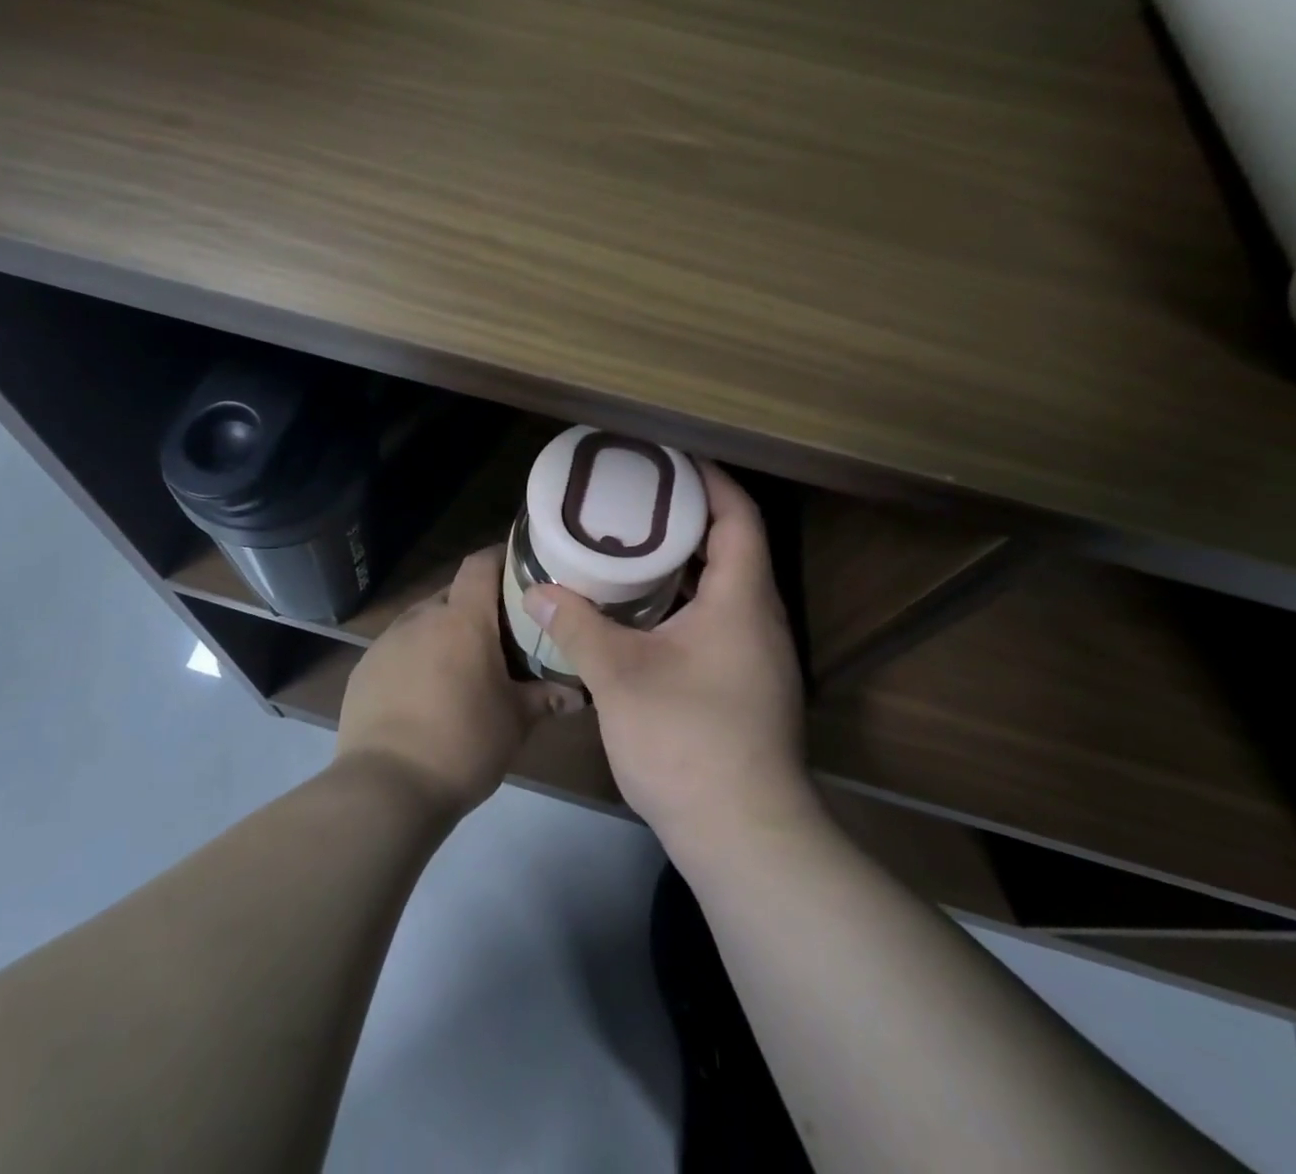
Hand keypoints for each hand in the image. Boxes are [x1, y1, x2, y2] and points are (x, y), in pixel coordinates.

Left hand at [337, 546, 552, 818]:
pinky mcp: (364, 669)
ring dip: (444, 634)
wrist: (386, 787)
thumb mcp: (515, 722)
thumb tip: (577, 693)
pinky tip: (425, 694)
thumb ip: (546, 698)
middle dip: (476, 607)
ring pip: (424, 622)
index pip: (481, 563)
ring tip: (462, 668)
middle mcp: (421, 617)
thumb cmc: (463, 743)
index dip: (502, 559)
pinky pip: (398, 649)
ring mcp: (387, 642)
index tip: (522, 572)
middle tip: (500, 636)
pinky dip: (416, 658)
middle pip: (453, 594)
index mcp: (462, 618)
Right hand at [522, 461, 814, 856]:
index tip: (671, 461)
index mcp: (742, 601)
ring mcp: (757, 656)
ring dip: (686, 563)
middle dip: (688, 518)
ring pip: (725, 588)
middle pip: (733, 547)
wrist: (743, 834)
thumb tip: (536, 590)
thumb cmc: (687, 740)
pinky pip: (719, 619)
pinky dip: (686, 601)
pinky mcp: (746, 684)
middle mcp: (759, 619)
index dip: (710, 481)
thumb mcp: (620, 676)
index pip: (738, 517)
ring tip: (631, 546)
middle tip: (635, 501)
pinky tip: (643, 612)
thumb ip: (577, 626)